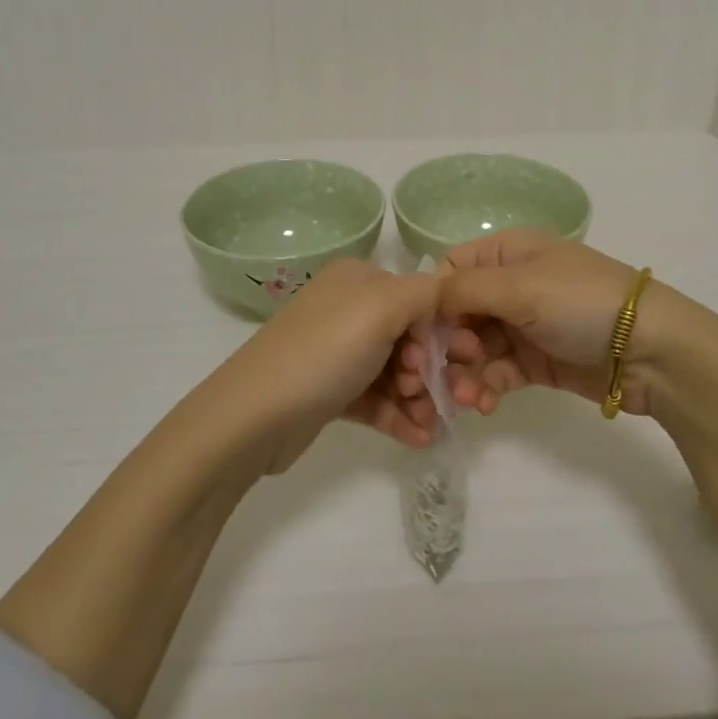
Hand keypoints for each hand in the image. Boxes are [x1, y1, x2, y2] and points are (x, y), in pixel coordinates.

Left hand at [217, 257, 438, 470]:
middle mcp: (348, 308)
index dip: (443, 328)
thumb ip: (426, 293)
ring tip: (428, 425)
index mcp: (358, 279)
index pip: (419, 295)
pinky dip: (399, 416)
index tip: (463, 359)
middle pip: (410, 335)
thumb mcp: (382, 307)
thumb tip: (447, 299)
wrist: (253, 416)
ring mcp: (337, 352)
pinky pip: (376, 399)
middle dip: (432, 368)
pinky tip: (419, 439)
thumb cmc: (324, 351)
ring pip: (395, 371)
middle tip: (443, 395)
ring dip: (419, 398)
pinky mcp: (330, 392)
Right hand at [408, 230, 712, 418]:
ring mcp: (525, 325)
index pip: (453, 269)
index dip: (435, 300)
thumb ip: (465, 289)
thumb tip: (427, 300)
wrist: (651, 350)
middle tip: (451, 368)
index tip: (428, 333)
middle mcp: (512, 285)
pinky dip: (486, 387)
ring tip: (465, 397)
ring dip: (464, 372)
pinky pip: (498, 372)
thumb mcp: (521, 285)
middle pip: (459, 313)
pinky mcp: (536, 362)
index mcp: (509, 252)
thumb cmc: (581, 303)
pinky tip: (482, 404)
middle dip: (448, 343)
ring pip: (475, 347)